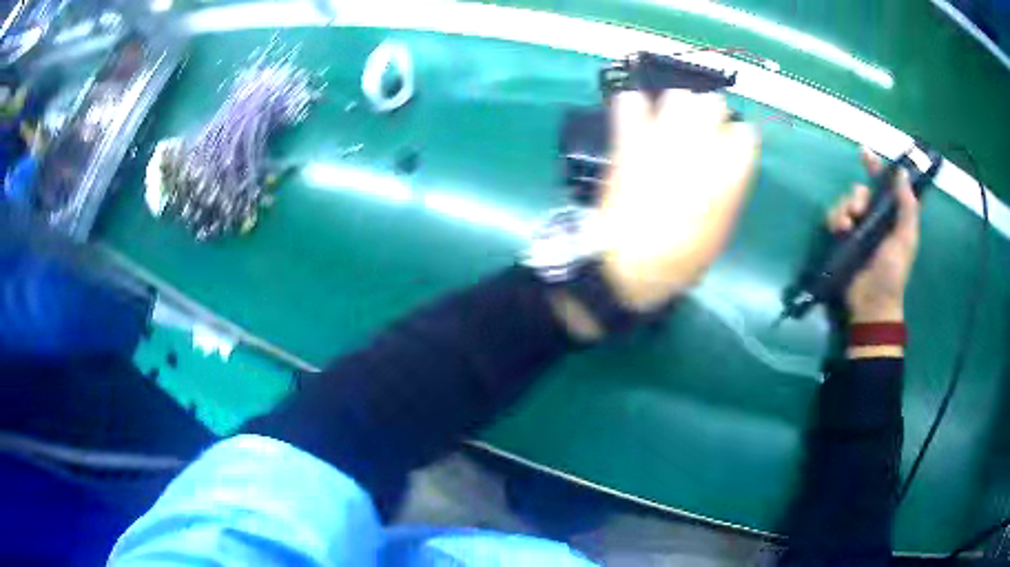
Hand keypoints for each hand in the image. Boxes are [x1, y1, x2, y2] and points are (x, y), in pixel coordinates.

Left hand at [598, 90, 759, 311]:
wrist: (629, 263)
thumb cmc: (681, 258)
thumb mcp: (720, 230)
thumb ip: (728, 190)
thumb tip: (726, 169)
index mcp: (730, 171)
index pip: (746, 133)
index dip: (738, 143)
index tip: (730, 153)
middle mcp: (701, 143)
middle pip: (713, 103)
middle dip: (711, 116)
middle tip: (702, 135)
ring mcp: (663, 136)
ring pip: (678, 95)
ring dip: (678, 106)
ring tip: (672, 125)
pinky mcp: (630, 138)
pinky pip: (630, 102)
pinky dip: (634, 107)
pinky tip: (637, 120)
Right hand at [827, 148, 919, 322]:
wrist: (871, 303)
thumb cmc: (892, 273)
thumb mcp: (906, 239)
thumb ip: (908, 207)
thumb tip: (902, 173)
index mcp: (893, 217)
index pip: (886, 185)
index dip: (878, 168)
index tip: (865, 154)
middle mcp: (875, 219)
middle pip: (861, 191)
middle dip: (857, 195)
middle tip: (859, 208)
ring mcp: (858, 229)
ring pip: (846, 202)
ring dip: (844, 208)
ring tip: (847, 226)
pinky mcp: (842, 239)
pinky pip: (834, 217)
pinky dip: (835, 220)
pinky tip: (840, 231)